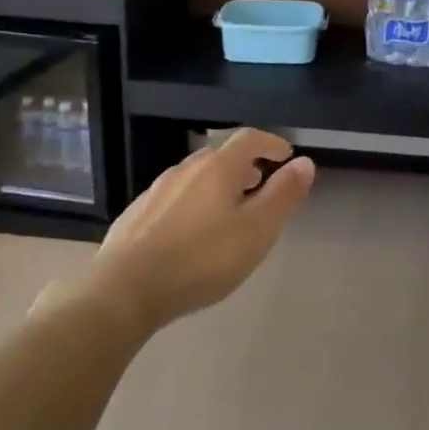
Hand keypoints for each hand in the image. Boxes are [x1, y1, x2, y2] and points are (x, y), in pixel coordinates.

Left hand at [83, 129, 314, 335]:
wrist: (123, 291)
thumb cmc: (201, 259)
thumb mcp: (256, 231)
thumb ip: (283, 195)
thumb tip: (305, 162)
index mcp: (218, 168)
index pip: (249, 138)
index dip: (271, 143)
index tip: (285, 155)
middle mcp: (186, 169)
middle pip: (221, 155)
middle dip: (244, 165)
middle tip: (259, 184)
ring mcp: (156, 191)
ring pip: (195, 176)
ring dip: (217, 184)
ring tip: (229, 210)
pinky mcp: (136, 215)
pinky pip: (173, 198)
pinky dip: (192, 202)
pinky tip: (191, 232)